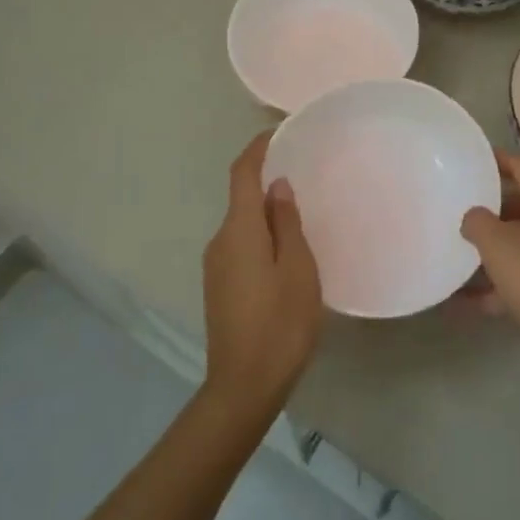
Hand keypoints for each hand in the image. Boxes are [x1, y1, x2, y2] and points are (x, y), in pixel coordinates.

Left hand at [200, 131, 322, 422]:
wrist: (243, 387)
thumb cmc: (280, 323)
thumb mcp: (297, 269)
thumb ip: (287, 223)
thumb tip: (277, 186)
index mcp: (239, 230)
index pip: (242, 174)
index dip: (257, 149)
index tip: (278, 132)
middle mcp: (220, 241)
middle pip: (241, 199)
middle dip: (267, 182)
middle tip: (304, 176)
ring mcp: (215, 266)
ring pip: (242, 225)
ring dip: (265, 214)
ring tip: (302, 216)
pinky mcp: (219, 287)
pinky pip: (240, 246)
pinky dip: (260, 237)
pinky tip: (285, 253)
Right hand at [461, 151, 519, 368]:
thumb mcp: (500, 246)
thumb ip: (478, 222)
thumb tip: (474, 217)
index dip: (497, 160)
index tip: (472, 158)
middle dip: (489, 210)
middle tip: (459, 210)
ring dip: (492, 252)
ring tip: (457, 256)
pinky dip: (501, 285)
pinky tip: (468, 303)